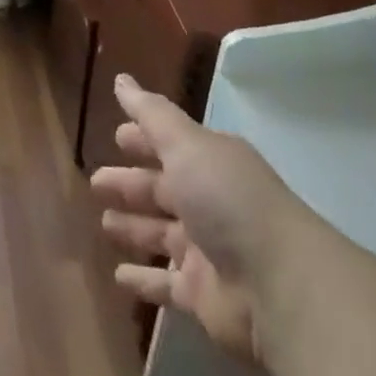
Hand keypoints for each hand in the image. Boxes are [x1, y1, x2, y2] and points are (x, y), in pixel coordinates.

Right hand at [90, 73, 307, 367]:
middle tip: (96, 181)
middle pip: (162, 189)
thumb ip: (150, 113)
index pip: (170, 145)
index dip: (143, 140)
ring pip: (161, 234)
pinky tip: (118, 276)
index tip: (116, 136)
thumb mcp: (185, 144)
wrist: (279, 287)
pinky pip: (166, 284)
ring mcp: (207, 251)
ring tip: (103, 223)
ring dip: (134, 228)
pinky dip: (144, 280)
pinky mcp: (204, 296)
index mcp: (210, 163)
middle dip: (130, 183)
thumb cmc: (228, 200)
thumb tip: (121, 78)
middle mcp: (210, 202)